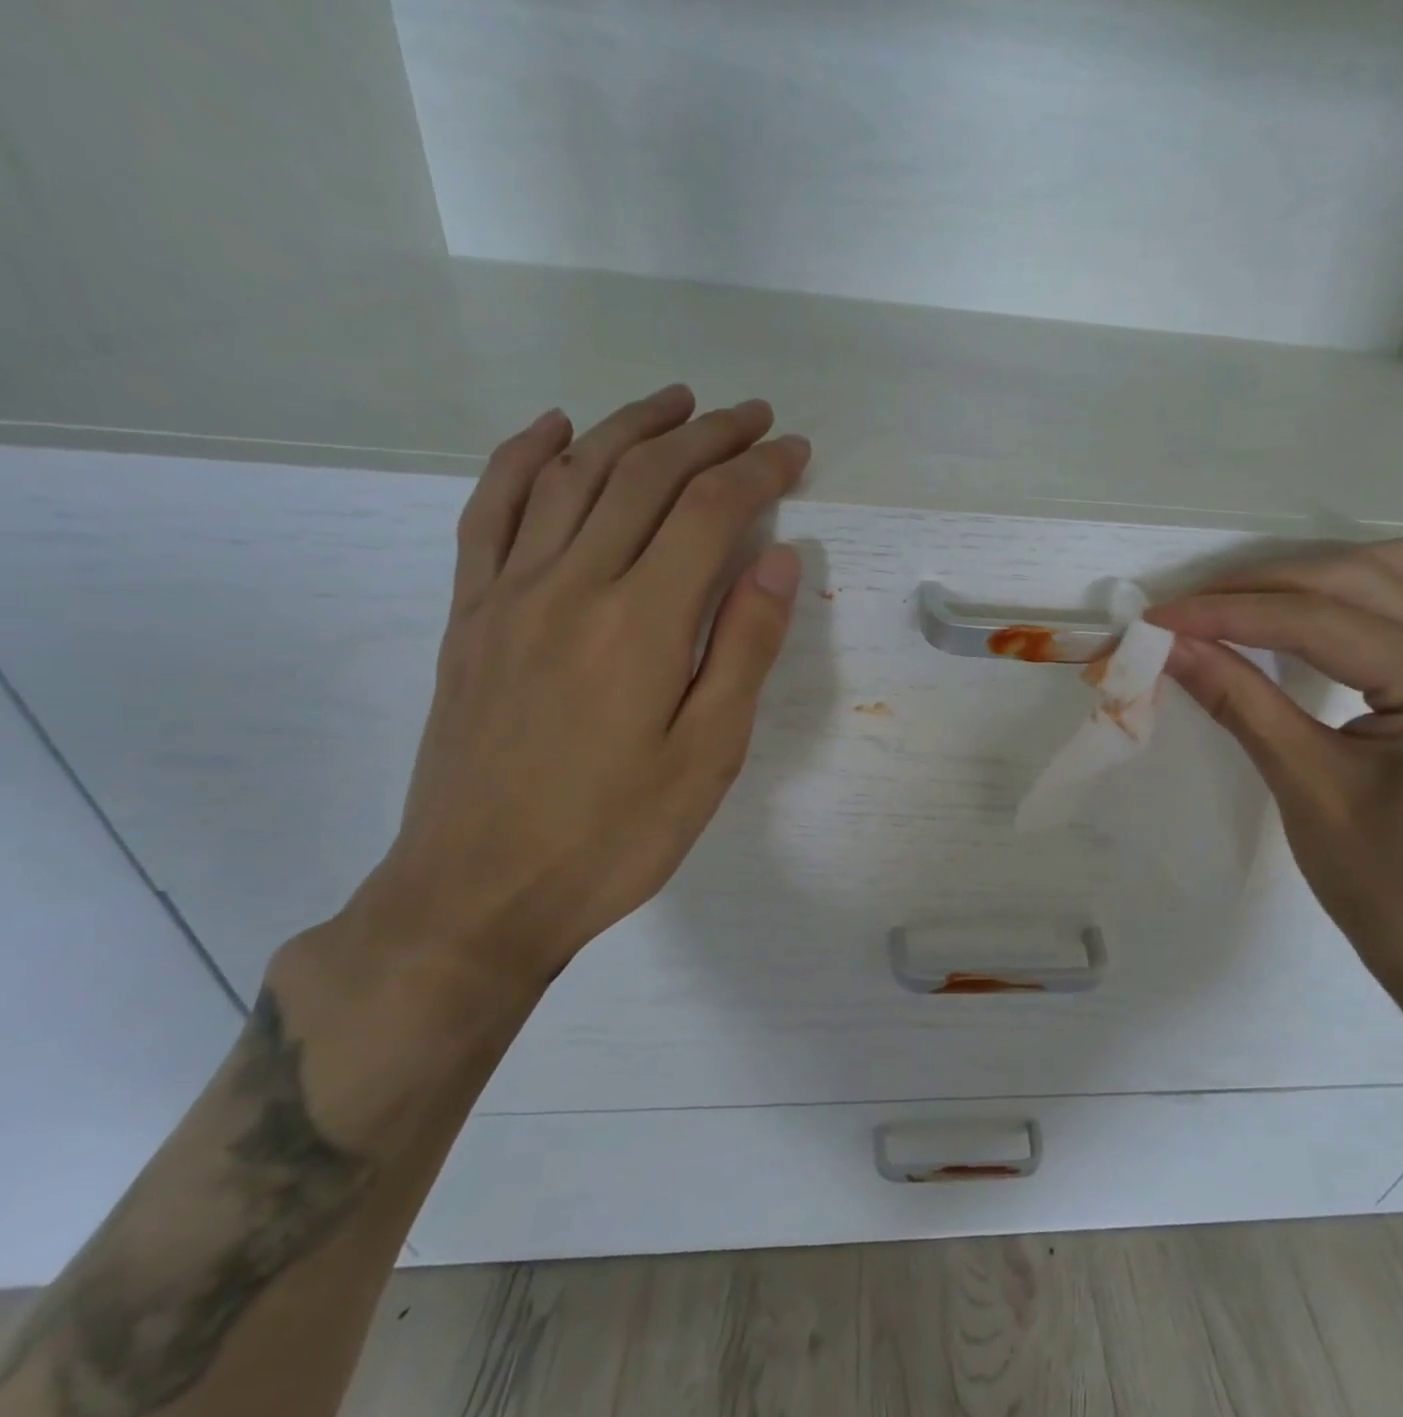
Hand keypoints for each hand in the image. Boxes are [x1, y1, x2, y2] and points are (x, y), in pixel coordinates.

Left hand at [347, 387, 808, 986]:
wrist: (481, 891)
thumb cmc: (615, 834)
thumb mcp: (708, 755)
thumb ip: (745, 649)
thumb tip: (779, 559)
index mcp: (642, 623)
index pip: (710, 512)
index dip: (759, 471)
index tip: (794, 451)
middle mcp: (571, 585)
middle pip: (645, 478)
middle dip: (708, 436)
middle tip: (753, 417)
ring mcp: (509, 594)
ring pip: (571, 476)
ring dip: (629, 428)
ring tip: (675, 402)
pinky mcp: (471, 615)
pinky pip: (490, 511)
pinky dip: (521, 456)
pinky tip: (553, 429)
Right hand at [1146, 535, 1402, 1028]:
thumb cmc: (1386, 888)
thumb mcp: (1303, 786)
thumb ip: (1237, 699)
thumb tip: (1169, 645)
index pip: (1319, 619)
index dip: (1227, 613)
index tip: (1156, 617)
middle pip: (1356, 578)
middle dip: (1259, 588)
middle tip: (1185, 614)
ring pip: (1399, 571)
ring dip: (1317, 578)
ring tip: (1250, 609)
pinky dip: (1361, 598)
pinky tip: (1320, 621)